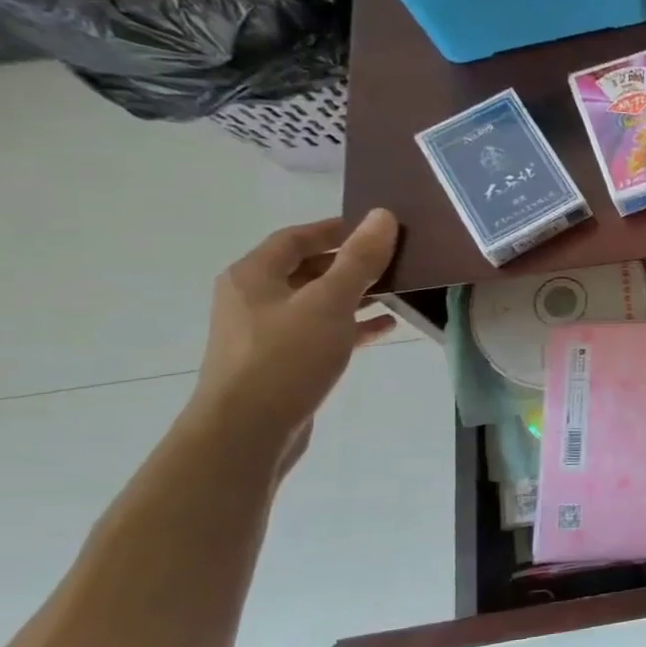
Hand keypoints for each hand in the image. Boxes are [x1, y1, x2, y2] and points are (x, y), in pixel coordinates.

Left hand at [188, 212, 399, 460]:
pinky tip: (384, 328)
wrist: (248, 431)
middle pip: (307, 269)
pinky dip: (352, 326)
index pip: (296, 238)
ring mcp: (266, 333)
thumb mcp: (329, 303)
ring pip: (318, 302)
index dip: (335, 229)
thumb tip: (382, 216)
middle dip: (351, 263)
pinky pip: (323, 332)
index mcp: (254, 276)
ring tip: (397, 292)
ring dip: (355, 295)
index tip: (377, 228)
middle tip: (395, 260)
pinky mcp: (283, 362)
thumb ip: (359, 260)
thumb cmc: (286, 358)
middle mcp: (254, 299)